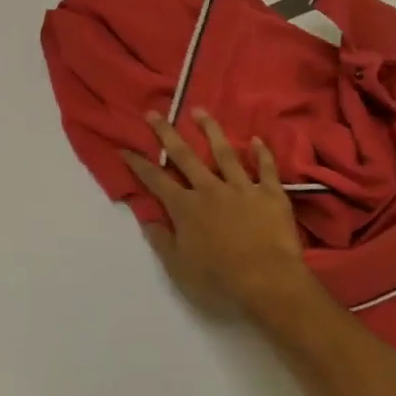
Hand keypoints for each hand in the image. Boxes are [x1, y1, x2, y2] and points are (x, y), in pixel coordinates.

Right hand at [121, 111, 315, 318]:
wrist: (269, 283)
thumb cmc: (219, 280)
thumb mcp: (179, 268)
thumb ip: (162, 241)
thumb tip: (147, 219)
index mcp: (185, 207)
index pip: (155, 179)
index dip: (138, 163)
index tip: (124, 148)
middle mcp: (210, 190)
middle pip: (185, 156)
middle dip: (167, 133)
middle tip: (154, 112)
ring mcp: (242, 189)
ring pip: (224, 153)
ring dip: (210, 131)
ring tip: (200, 111)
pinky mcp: (271, 196)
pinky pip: (267, 170)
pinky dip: (262, 154)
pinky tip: (257, 140)